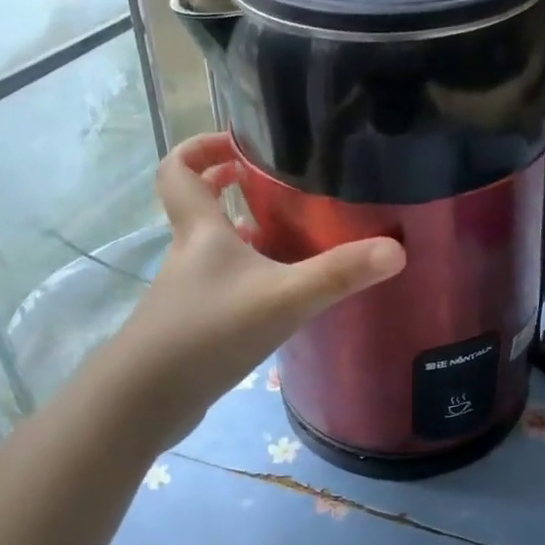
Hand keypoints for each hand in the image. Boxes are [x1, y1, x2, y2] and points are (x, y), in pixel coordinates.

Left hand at [101, 134, 405, 448]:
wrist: (147, 399)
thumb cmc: (210, 332)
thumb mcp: (285, 299)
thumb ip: (339, 274)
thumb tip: (397, 250)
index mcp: (200, 232)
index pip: (179, 169)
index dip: (201, 147)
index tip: (238, 145)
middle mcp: (187, 255)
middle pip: (197, 208)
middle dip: (226, 189)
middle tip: (269, 187)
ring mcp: (185, 293)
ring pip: (211, 251)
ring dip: (241, 238)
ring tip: (287, 240)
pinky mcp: (190, 326)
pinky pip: (219, 287)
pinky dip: (244, 280)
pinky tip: (276, 300)